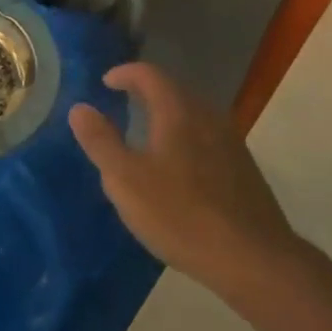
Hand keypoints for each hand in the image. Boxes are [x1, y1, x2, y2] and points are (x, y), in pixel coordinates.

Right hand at [70, 62, 303, 296]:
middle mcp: (209, 117)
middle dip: (146, 94)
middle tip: (122, 106)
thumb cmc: (180, 214)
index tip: (106, 82)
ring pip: (193, 116)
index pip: (150, 75)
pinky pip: (207, 139)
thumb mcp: (126, 180)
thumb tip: (80, 108)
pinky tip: (178, 170)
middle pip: (174, 92)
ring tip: (146, 137)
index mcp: (178, 113)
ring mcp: (231, 142)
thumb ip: (100, 141)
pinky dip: (185, 139)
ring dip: (167, 117)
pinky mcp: (244, 168)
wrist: (251, 257)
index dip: (125, 73)